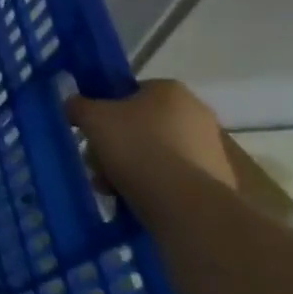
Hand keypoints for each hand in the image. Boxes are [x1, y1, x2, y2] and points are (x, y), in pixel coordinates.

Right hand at [66, 79, 235, 193]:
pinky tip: (133, 197)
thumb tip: (75, 105)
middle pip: (140, 124)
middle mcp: (197, 113)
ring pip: (154, 151)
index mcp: (170, 90)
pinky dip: (152, 183)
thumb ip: (78, 105)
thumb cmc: (136, 147)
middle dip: (115, 144)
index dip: (105, 110)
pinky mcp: (217, 179)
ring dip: (129, 165)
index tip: (92, 131)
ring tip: (110, 186)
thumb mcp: (92, 118)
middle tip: (97, 162)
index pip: (129, 92)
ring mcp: (211, 147)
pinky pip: (172, 175)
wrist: (185, 203)